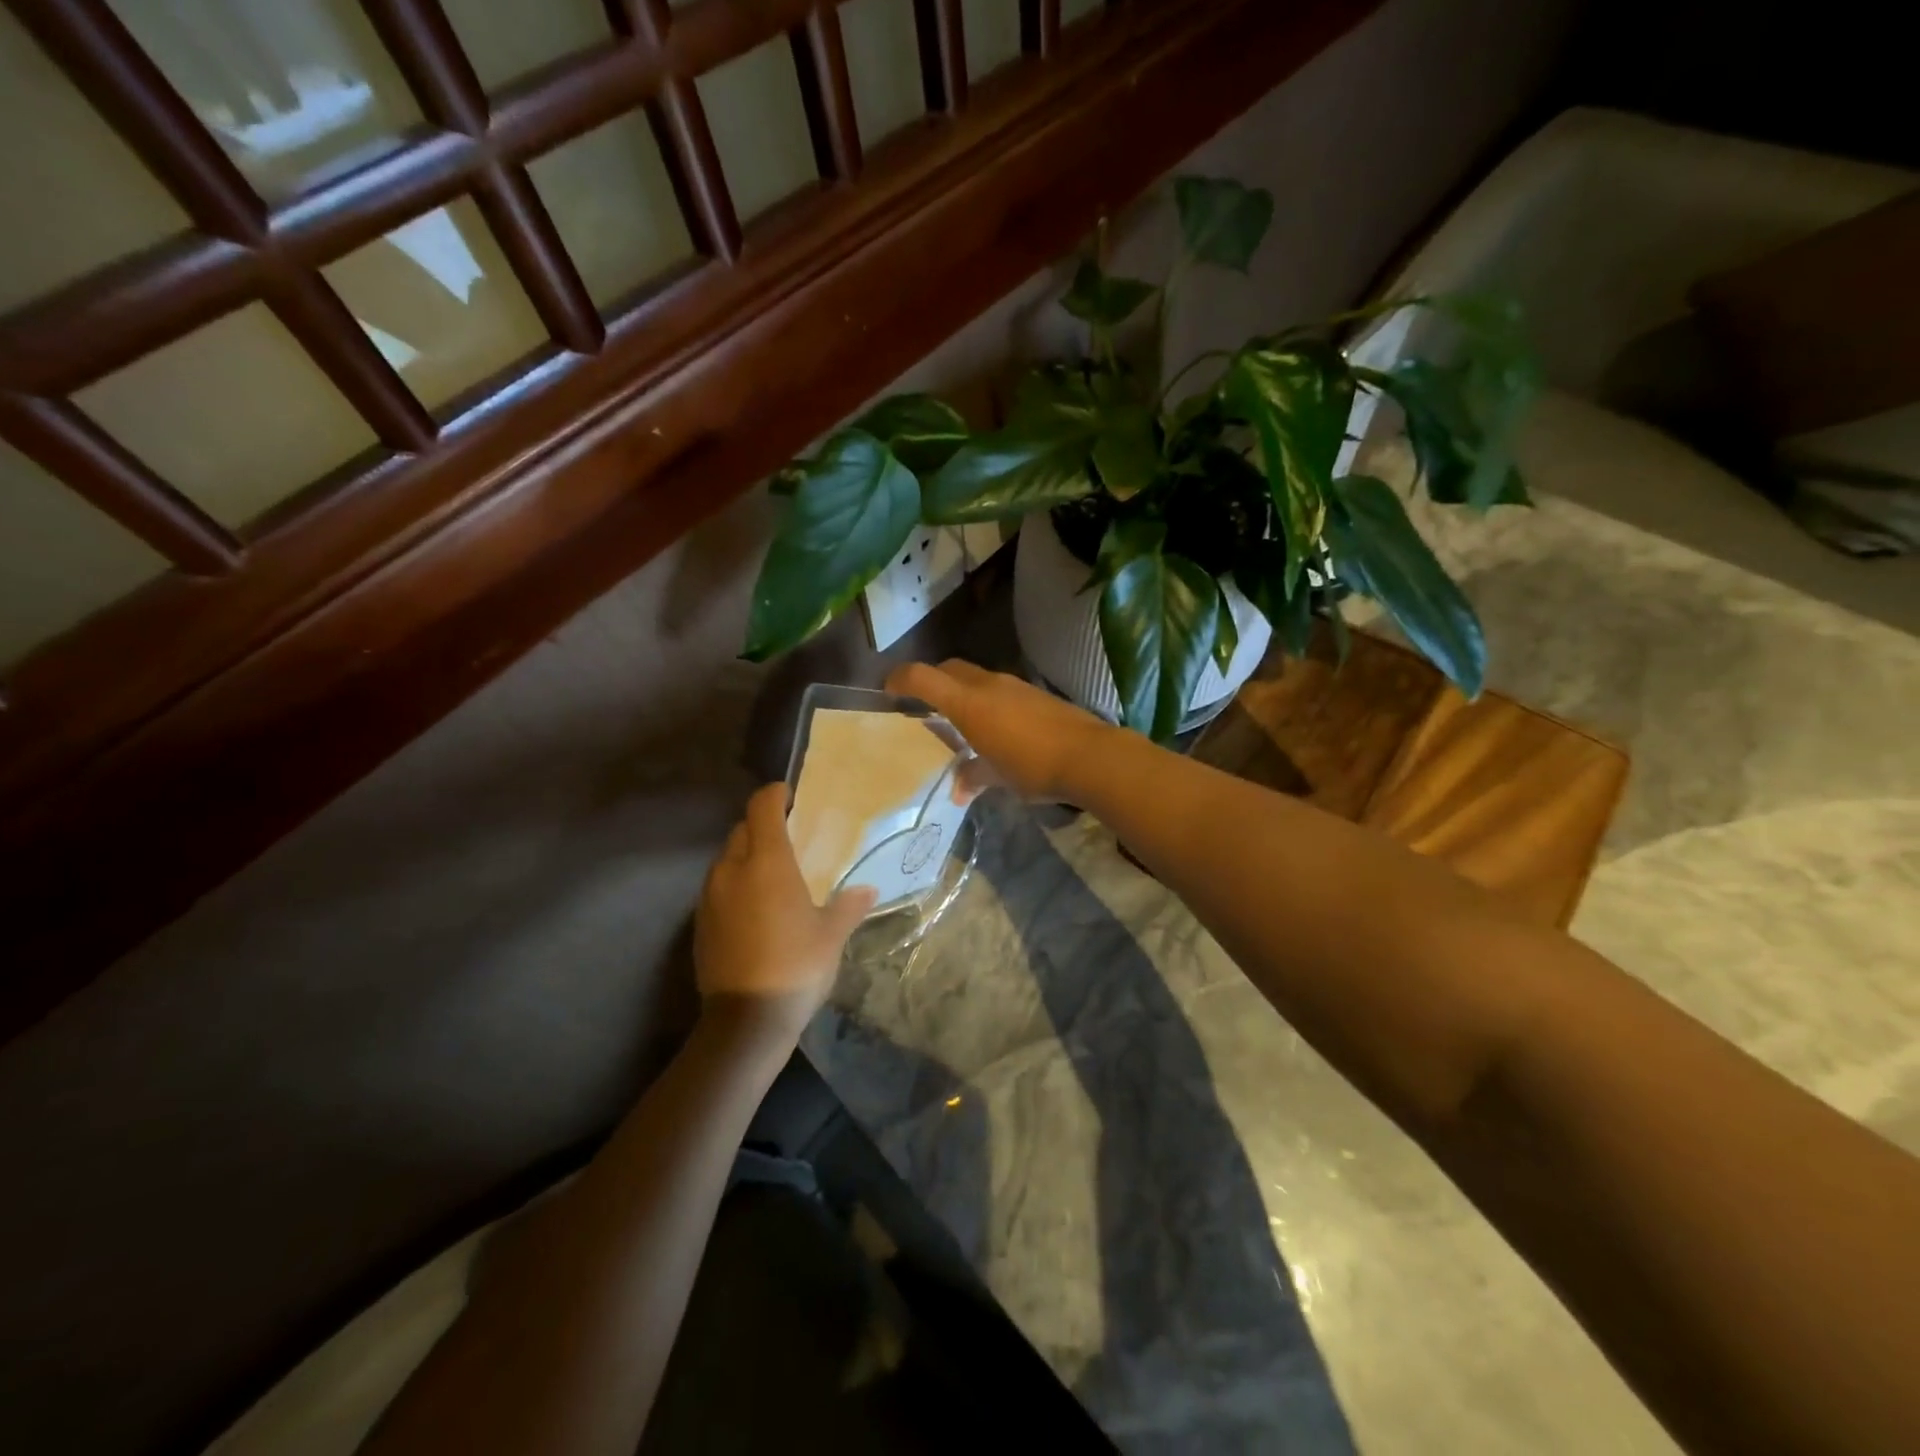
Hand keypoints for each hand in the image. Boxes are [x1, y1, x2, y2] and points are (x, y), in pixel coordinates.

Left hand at [694, 783, 875, 1049]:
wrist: (745, 1021)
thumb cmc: (796, 966)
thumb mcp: (832, 935)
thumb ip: (849, 905)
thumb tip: (868, 890)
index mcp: (767, 862)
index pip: (762, 807)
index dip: (775, 794)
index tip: (792, 795)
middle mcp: (732, 870)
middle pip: (742, 829)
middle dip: (763, 825)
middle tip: (791, 837)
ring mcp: (710, 897)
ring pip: (726, 858)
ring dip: (747, 855)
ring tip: (774, 873)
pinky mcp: (700, 923)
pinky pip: (718, 886)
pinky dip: (735, 883)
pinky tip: (756, 907)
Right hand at [886, 660, 1111, 802]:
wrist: (1090, 756)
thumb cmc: (1033, 766)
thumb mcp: (997, 777)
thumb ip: (973, 776)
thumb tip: (959, 789)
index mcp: (968, 702)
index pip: (922, 676)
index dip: (900, 679)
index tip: (888, 691)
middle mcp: (988, 684)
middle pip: (948, 669)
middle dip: (930, 681)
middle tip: (922, 705)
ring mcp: (1014, 685)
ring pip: (975, 677)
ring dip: (961, 691)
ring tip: (958, 720)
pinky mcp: (1035, 693)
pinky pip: (998, 689)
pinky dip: (986, 700)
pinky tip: (994, 727)